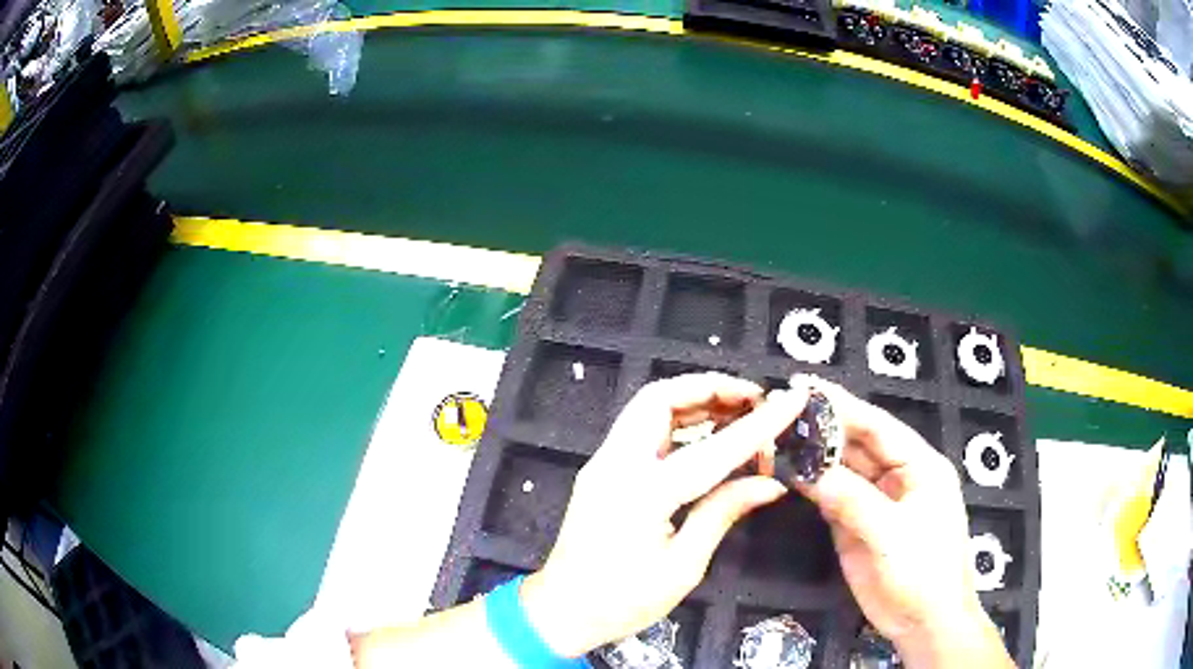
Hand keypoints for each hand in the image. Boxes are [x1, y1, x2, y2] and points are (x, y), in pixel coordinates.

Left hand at [520, 373, 805, 657]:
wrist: (562, 611)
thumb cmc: (622, 601)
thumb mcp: (683, 566)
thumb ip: (722, 513)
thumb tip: (770, 483)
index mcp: (642, 493)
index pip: (713, 448)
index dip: (759, 424)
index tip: (792, 400)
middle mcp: (617, 464)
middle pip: (661, 397)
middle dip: (711, 387)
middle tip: (755, 399)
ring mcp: (603, 463)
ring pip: (649, 407)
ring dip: (694, 400)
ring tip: (739, 411)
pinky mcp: (602, 470)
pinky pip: (642, 429)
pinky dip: (677, 420)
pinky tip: (707, 434)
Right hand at [788, 377, 1012, 667]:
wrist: (924, 621)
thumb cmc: (923, 572)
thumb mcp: (892, 534)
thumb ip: (853, 500)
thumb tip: (808, 472)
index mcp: (919, 466)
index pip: (878, 426)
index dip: (843, 405)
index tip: (805, 385)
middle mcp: (896, 476)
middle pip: (857, 444)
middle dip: (823, 427)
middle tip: (781, 408)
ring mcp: (875, 502)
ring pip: (842, 470)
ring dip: (814, 455)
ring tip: (777, 435)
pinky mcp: (857, 526)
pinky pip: (832, 498)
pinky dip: (812, 486)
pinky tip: (788, 473)